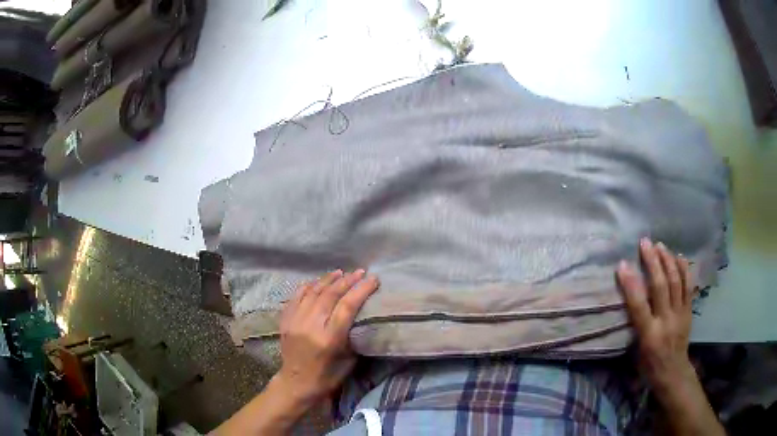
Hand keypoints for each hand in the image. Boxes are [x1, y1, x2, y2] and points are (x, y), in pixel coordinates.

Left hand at [276, 269, 379, 403]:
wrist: (296, 382)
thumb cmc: (328, 376)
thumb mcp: (349, 360)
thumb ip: (354, 336)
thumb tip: (361, 315)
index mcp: (329, 338)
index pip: (347, 306)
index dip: (361, 290)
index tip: (373, 279)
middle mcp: (310, 326)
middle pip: (330, 295)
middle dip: (347, 280)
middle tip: (360, 272)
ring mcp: (295, 321)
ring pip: (312, 292)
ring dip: (328, 280)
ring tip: (341, 272)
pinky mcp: (285, 320)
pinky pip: (296, 296)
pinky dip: (308, 286)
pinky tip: (317, 282)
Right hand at [617, 238, 694, 390]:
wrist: (673, 372)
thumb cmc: (648, 366)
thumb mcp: (636, 352)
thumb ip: (634, 325)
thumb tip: (629, 300)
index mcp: (649, 335)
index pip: (639, 306)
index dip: (630, 284)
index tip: (622, 265)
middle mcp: (666, 321)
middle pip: (660, 287)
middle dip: (652, 262)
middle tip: (645, 243)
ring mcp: (680, 314)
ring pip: (676, 282)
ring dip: (668, 261)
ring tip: (660, 245)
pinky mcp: (689, 311)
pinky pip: (688, 286)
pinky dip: (684, 270)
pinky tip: (680, 256)